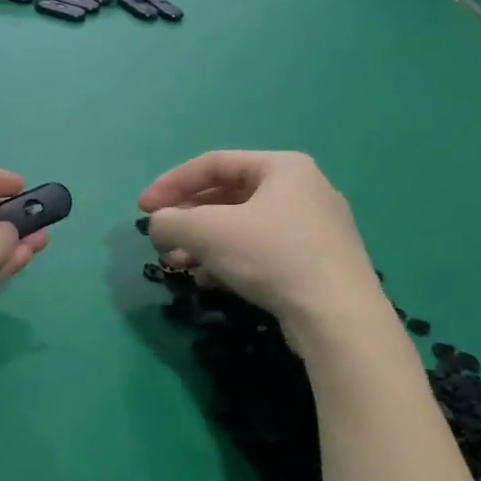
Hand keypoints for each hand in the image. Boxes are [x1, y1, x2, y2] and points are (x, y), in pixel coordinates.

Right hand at [138, 151, 386, 336]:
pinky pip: (260, 251)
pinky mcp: (314, 263)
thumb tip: (158, 225)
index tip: (143, 209)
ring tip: (178, 265)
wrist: (337, 317)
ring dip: (204, 243)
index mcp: (282, 167)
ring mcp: (313, 228)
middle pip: (228, 196)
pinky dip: (229, 260)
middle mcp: (301, 190)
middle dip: (188, 220)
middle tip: (162, 241)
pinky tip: (208, 281)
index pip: (213, 164)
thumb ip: (171, 221)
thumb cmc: (272, 256)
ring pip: (242, 227)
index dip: (171, 184)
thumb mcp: (208, 232)